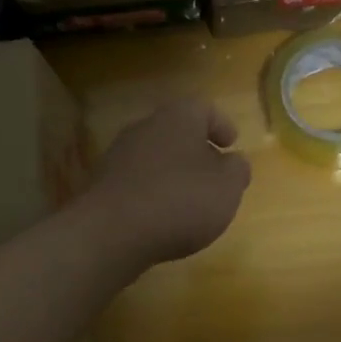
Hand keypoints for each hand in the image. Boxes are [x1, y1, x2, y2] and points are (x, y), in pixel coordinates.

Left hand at [83, 98, 251, 271]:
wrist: (111, 232)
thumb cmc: (180, 200)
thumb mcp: (227, 187)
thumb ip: (237, 170)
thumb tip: (234, 162)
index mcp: (178, 118)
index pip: (204, 108)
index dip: (221, 124)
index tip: (232, 144)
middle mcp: (145, 128)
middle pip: (176, 131)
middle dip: (197, 150)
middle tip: (214, 173)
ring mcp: (118, 155)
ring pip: (155, 156)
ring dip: (173, 173)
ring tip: (190, 200)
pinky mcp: (103, 185)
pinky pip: (137, 182)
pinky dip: (153, 193)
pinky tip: (162, 217)